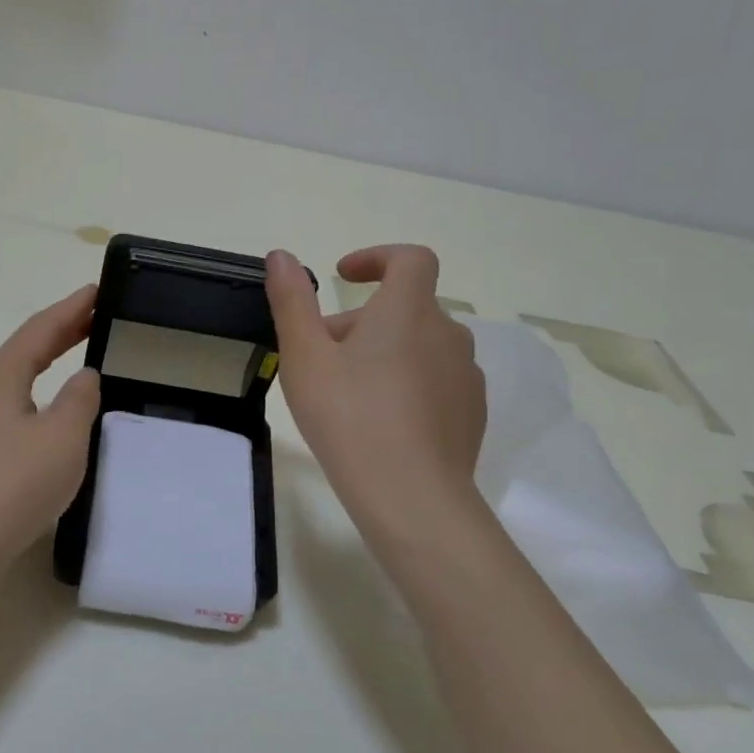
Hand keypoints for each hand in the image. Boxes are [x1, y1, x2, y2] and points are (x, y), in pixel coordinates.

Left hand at [0, 285, 102, 571]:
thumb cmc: (13, 485)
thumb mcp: (63, 438)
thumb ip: (80, 400)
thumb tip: (83, 377)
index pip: (40, 330)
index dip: (71, 309)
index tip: (96, 291)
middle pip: (21, 352)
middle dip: (58, 334)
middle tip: (92, 320)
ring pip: (9, 382)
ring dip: (41, 367)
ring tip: (69, 362)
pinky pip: (1, 411)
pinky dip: (28, 398)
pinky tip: (38, 416)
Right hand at [266, 245, 485, 529]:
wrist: (412, 497)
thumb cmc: (349, 417)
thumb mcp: (304, 357)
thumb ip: (292, 301)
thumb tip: (281, 255)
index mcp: (408, 311)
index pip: (410, 259)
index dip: (378, 257)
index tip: (344, 277)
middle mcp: (447, 334)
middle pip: (406, 309)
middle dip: (363, 321)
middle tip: (321, 356)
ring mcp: (465, 376)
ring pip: (421, 347)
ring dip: (386, 352)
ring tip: (348, 392)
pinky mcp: (472, 414)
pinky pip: (437, 382)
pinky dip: (409, 384)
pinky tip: (381, 422)